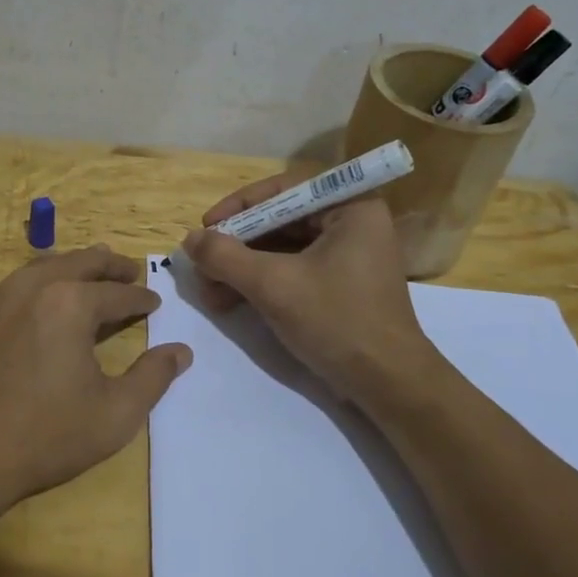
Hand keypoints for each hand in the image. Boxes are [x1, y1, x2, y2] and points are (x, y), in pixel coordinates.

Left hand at [0, 245, 192, 515]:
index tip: (154, 301)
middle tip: (130, 270)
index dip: (140, 298)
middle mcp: (33, 287)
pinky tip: (46, 300)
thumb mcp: (115, 414)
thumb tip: (181, 351)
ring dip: (74, 266)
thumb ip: (153, 377)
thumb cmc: (45, 437)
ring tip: (91, 274)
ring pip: (45, 266)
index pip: (117, 293)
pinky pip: (17, 284)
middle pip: (80, 263)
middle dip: (110, 266)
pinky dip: (42, 281)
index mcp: (70, 303)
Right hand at [182, 175, 441, 405]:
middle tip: (202, 265)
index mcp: (350, 208)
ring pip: (282, 249)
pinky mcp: (340, 285)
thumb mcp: (273, 285)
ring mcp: (347, 256)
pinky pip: (292, 270)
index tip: (206, 228)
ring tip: (209, 293)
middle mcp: (352, 223)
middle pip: (280, 221)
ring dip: (242, 269)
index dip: (239, 207)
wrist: (387, 385)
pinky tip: (229, 302)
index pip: (284, 191)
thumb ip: (225, 257)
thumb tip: (189, 239)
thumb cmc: (336, 321)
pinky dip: (260, 283)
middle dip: (236, 246)